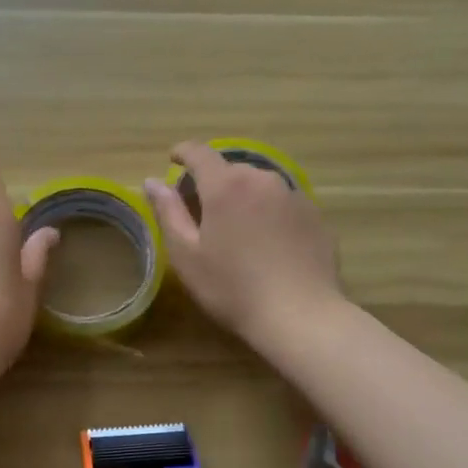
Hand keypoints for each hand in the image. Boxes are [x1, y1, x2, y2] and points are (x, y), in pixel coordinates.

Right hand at [144, 142, 342, 346]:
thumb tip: (153, 181)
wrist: (301, 315)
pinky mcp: (315, 215)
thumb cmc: (233, 288)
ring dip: (243, 197)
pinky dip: (269, 212)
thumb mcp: (187, 255)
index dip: (183, 152)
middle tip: (203, 212)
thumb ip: (168, 212)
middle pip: (230, 169)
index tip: (173, 159)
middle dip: (213, 182)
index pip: (199, 153)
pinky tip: (268, 244)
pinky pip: (283, 203)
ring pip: (259, 185)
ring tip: (237, 230)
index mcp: (226, 185)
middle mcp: (262, 179)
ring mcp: (293, 195)